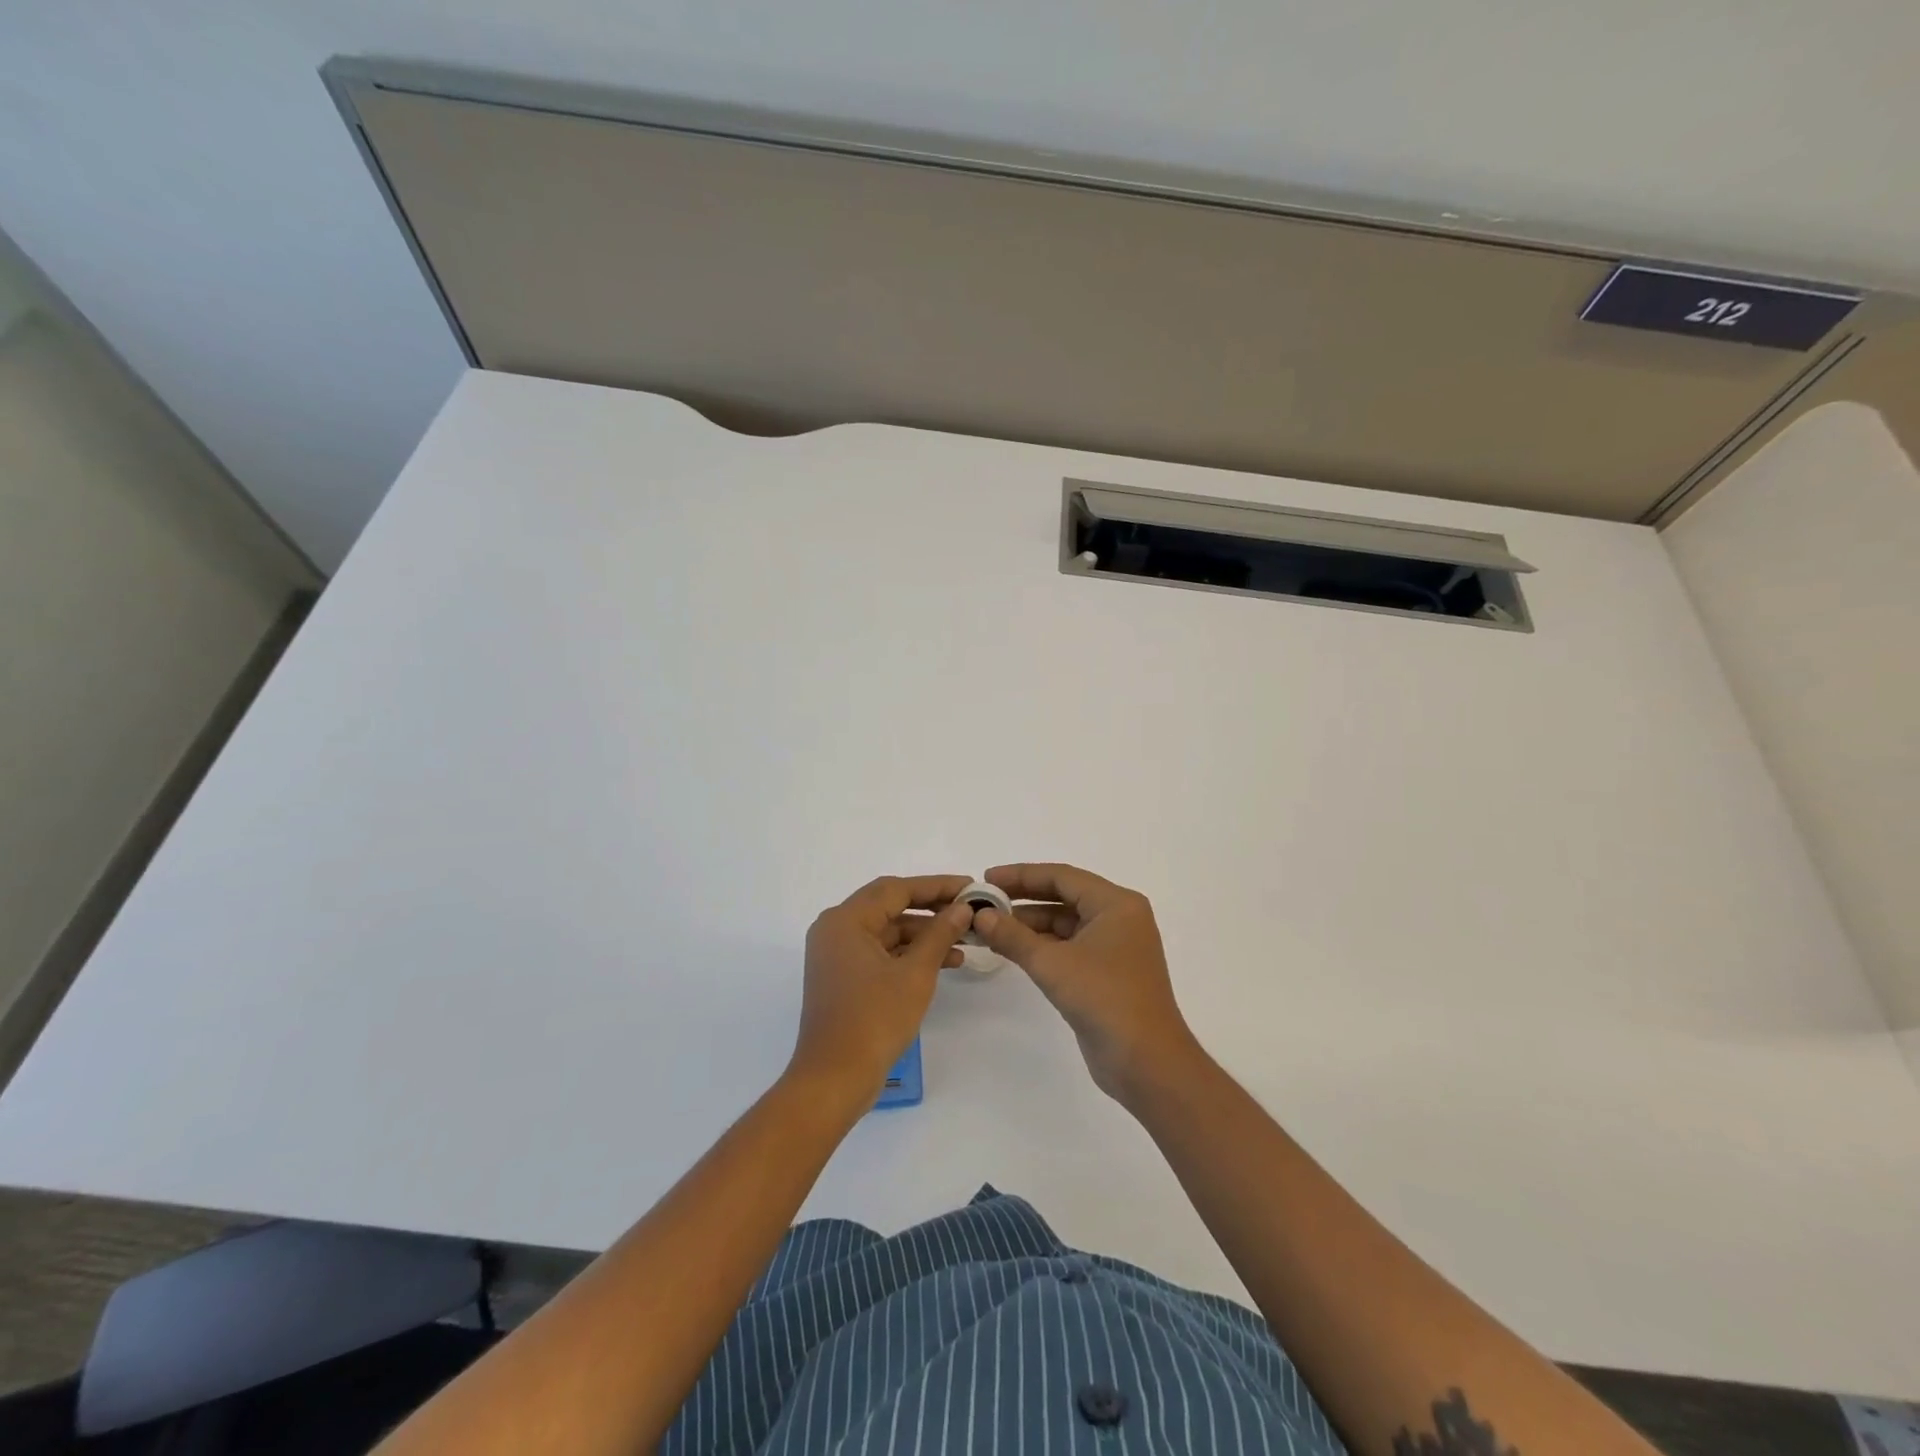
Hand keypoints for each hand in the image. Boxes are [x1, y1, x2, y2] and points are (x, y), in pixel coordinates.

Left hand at [789, 875, 972, 1103]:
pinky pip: (881, 953)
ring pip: (888, 931)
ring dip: (924, 934)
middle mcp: (836, 929)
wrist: (834, 1079)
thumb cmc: (874, 1020)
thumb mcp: (915, 974)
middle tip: (968, 909)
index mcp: (845, 920)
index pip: (895, 889)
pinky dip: (910, 955)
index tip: (969, 886)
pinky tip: (946, 962)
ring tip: (965, 941)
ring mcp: (838, 955)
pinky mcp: (844, 977)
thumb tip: (961, 908)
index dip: (935, 886)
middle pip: (890, 906)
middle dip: (931, 908)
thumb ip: (939, 934)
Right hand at [973, 863, 1203, 1102]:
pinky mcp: (1107, 973)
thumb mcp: (1052, 964)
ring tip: (989, 927)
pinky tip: (1011, 949)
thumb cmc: (1105, 999)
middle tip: (984, 902)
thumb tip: (980, 915)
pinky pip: (1069, 946)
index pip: (1062, 877)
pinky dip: (1041, 946)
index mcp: (1116, 904)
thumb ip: (1013, 936)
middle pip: (1063, 897)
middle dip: (1023, 899)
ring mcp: (1114, 946)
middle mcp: (1118, 918)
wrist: (1147, 1062)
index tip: (986, 879)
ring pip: (1065, 924)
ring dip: (1029, 925)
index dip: (1021, 876)